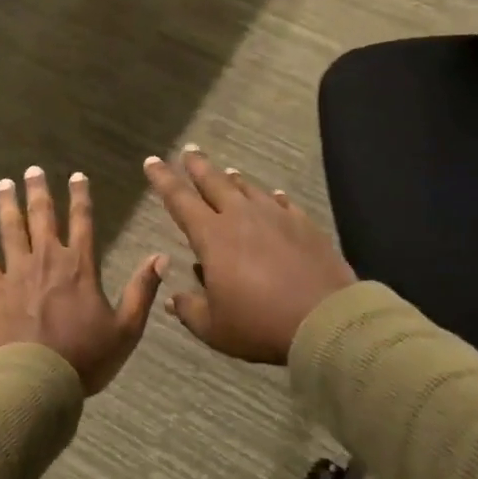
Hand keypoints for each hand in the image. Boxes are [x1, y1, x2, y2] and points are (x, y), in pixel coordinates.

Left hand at [0, 166, 167, 396]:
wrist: (39, 381)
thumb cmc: (86, 358)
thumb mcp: (126, 329)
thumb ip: (142, 290)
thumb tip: (161, 257)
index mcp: (80, 267)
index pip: (83, 221)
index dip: (81, 196)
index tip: (76, 176)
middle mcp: (48, 259)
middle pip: (43, 217)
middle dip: (39, 191)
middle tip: (33, 170)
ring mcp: (17, 272)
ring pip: (11, 229)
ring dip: (8, 204)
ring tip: (4, 183)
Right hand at [143, 147, 356, 364]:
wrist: (325, 319)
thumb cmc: (260, 324)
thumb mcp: (214, 328)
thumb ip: (189, 310)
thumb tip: (172, 298)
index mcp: (213, 237)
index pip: (180, 200)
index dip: (163, 179)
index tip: (152, 161)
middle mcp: (241, 217)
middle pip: (214, 182)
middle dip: (197, 166)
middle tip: (189, 151)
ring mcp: (276, 217)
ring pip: (248, 189)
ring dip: (233, 180)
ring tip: (226, 172)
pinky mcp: (305, 225)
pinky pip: (283, 203)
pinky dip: (272, 198)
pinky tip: (273, 196)